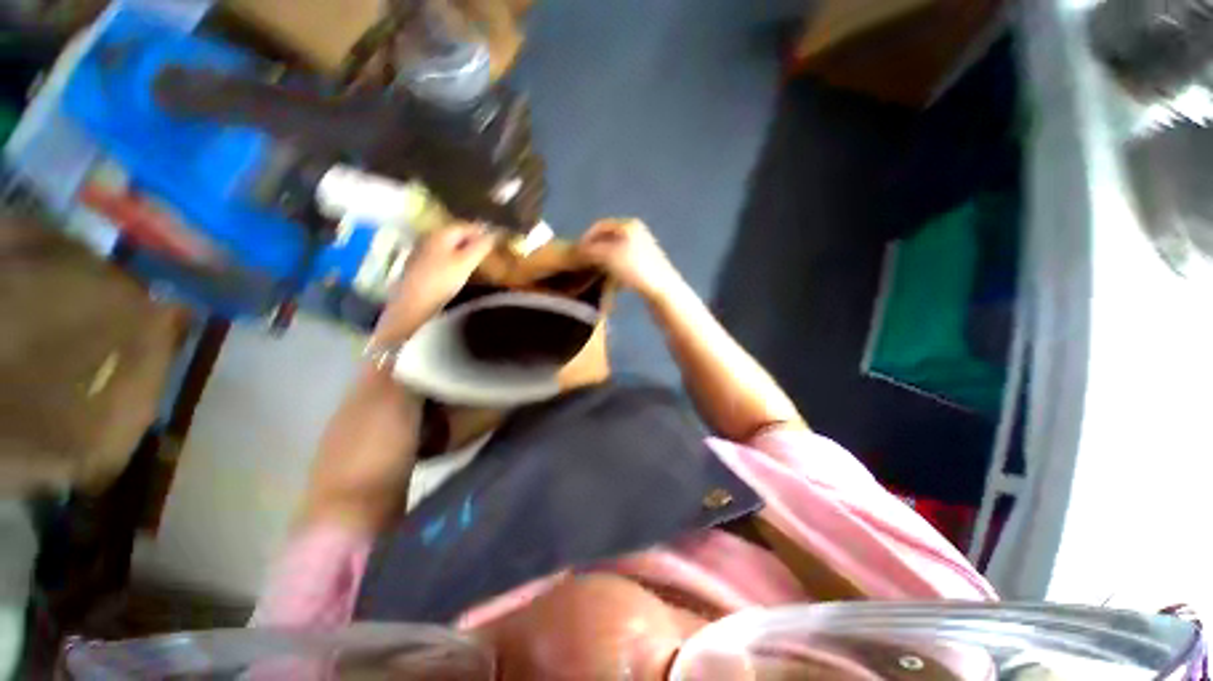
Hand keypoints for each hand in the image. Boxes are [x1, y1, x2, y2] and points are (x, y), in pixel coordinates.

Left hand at [373, 224, 495, 342]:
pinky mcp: (420, 265)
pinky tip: (460, 268)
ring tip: (478, 259)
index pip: (466, 226)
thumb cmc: (442, 280)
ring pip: (449, 245)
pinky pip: (442, 255)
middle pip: (456, 234)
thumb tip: (494, 233)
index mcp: (441, 233)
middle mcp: (430, 237)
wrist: (413, 303)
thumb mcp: (466, 263)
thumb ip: (481, 247)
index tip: (497, 238)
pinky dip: (454, 258)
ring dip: (464, 249)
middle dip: (473, 240)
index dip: (483, 231)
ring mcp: (423, 251)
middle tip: (490, 249)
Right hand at [576, 219, 680, 298]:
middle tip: (582, 263)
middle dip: (593, 251)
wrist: (662, 290)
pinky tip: (608, 280)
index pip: (599, 226)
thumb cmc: (635, 268)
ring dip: (601, 262)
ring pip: (614, 252)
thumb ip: (589, 251)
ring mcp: (642, 249)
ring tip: (592, 273)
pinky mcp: (645, 265)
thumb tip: (575, 252)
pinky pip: (622, 264)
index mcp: (628, 224)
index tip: (574, 253)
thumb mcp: (608, 256)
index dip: (585, 239)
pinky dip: (612, 270)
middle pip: (607, 239)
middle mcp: (636, 233)